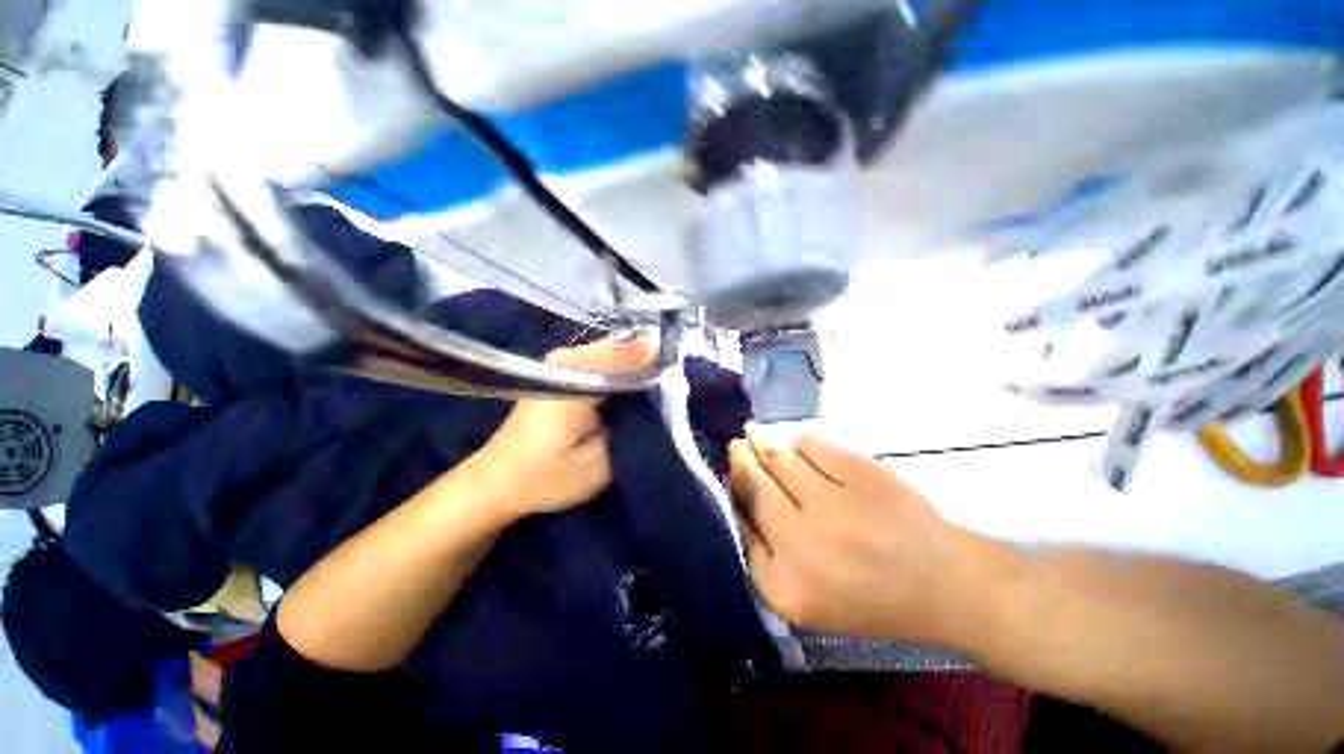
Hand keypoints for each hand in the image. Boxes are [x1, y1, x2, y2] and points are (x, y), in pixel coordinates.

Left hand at [473, 337, 654, 519]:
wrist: (498, 482)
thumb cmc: (547, 478)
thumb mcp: (600, 461)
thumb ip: (634, 423)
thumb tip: (663, 390)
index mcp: (576, 376)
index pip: (634, 352)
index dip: (661, 364)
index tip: (681, 383)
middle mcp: (570, 357)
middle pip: (627, 347)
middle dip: (652, 366)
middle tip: (670, 394)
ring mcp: (564, 359)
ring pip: (618, 352)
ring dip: (639, 370)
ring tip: (654, 396)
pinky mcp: (563, 369)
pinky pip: (606, 361)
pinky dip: (624, 373)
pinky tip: (631, 394)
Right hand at [728, 429, 973, 644]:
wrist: (944, 584)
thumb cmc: (869, 598)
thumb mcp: (803, 599)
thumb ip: (763, 557)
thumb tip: (739, 501)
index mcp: (785, 583)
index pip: (740, 524)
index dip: (733, 492)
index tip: (730, 475)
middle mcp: (801, 541)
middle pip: (754, 485)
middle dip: (740, 459)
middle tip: (736, 445)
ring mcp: (832, 503)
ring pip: (779, 459)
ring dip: (763, 443)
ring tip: (755, 434)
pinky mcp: (860, 473)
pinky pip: (812, 445)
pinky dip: (800, 441)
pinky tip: (797, 442)